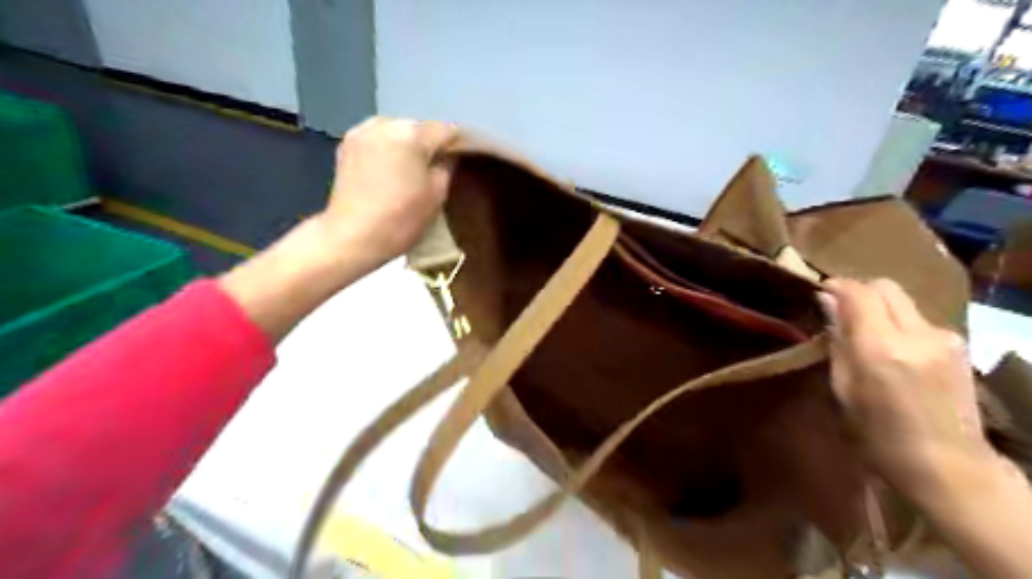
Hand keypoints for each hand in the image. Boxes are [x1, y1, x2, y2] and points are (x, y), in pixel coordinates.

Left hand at [217, 117, 453, 342]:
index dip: (463, 144)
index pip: (448, 131)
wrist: (351, 237)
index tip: (471, 158)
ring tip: (418, 168)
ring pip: (398, 132)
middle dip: (433, 144)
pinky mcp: (347, 144)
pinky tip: (394, 169)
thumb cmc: (400, 219)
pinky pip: (379, 140)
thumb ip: (447, 166)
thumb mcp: (436, 195)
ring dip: (410, 146)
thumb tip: (449, 155)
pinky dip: (391, 150)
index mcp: (411, 133)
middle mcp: (386, 123)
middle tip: (444, 166)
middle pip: (421, 128)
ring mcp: (362, 131)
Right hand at [816, 278, 990, 493]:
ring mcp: (945, 338)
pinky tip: (892, 348)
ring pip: (903, 301)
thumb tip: (827, 303)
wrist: (948, 466)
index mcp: (881, 348)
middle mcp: (917, 334)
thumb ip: (837, 340)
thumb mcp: (843, 388)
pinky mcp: (959, 346)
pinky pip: (919, 318)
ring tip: (864, 333)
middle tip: (839, 309)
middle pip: (885, 287)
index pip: (859, 292)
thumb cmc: (879, 434)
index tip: (820, 292)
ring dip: (880, 307)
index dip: (836, 286)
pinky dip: (899, 322)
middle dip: (859, 291)